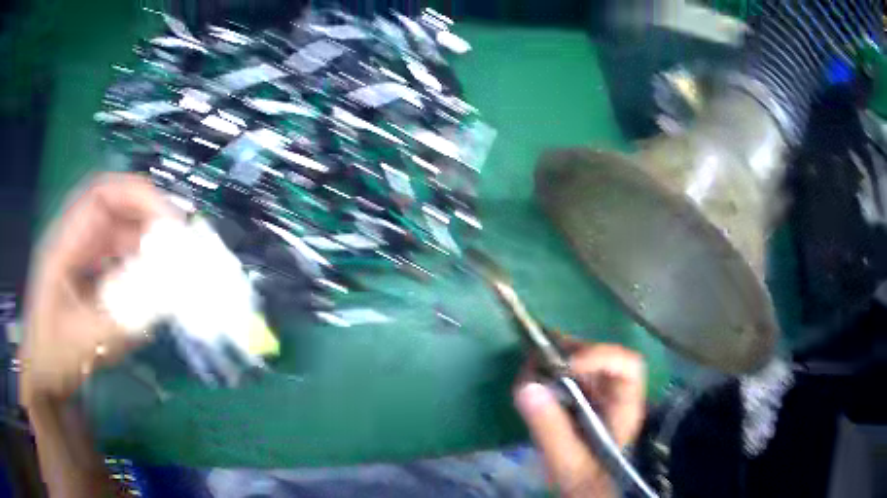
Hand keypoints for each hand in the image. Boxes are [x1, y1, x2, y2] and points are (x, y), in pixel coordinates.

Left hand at [19, 173, 179, 406]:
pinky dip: (139, 269)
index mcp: (64, 243)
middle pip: (116, 210)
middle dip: (149, 220)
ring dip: (147, 246)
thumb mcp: (85, 341)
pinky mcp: (89, 278)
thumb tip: (169, 297)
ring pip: (120, 236)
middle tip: (181, 244)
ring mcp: (81, 259)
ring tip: (173, 268)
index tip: (171, 222)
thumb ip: (124, 318)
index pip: (102, 195)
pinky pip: (119, 261)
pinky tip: (153, 290)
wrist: (43, 378)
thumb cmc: (53, 357)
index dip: (138, 197)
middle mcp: (74, 241)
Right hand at [514, 343, 645, 497]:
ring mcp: (598, 392)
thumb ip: (551, 430)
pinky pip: (568, 373)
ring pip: (583, 360)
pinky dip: (549, 370)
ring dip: (556, 358)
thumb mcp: (569, 463)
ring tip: (530, 365)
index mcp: (625, 407)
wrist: (585, 490)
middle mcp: (616, 393)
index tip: (563, 367)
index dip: (599, 356)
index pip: (628, 366)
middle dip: (569, 352)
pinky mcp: (581, 397)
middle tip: (535, 359)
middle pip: (601, 356)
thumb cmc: (586, 480)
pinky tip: (532, 377)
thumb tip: (526, 386)